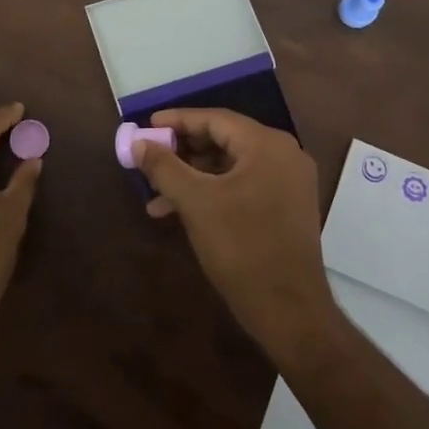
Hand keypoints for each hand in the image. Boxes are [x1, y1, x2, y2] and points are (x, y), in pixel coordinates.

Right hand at [134, 108, 337, 357]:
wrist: (289, 309)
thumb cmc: (241, 247)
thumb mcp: (195, 202)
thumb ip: (164, 167)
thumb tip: (139, 143)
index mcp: (267, 145)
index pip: (216, 119)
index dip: (178, 121)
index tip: (147, 125)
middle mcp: (283, 155)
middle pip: (224, 139)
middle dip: (183, 151)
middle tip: (151, 158)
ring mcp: (288, 182)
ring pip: (231, 166)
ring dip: (193, 177)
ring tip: (157, 195)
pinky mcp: (286, 207)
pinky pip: (243, 185)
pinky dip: (213, 192)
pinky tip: (182, 212)